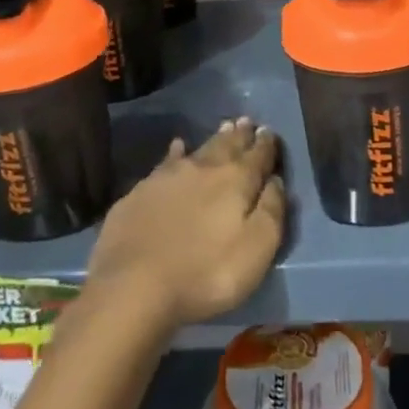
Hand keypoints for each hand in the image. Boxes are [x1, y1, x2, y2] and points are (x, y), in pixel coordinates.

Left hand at [85, 119, 285, 329]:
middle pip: (228, 145)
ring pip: (199, 149)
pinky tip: (177, 147)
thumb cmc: (205, 274)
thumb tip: (276, 181)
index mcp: (236, 181)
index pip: (258, 156)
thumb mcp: (255, 251)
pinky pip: (166, 161)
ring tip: (224, 127)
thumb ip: (271, 211)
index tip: (269, 132)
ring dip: (215, 138)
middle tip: (247, 121)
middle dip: (240, 134)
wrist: (133, 286)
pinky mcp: (141, 191)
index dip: (266, 144)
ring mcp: (169, 176)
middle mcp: (204, 168)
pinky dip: (176, 152)